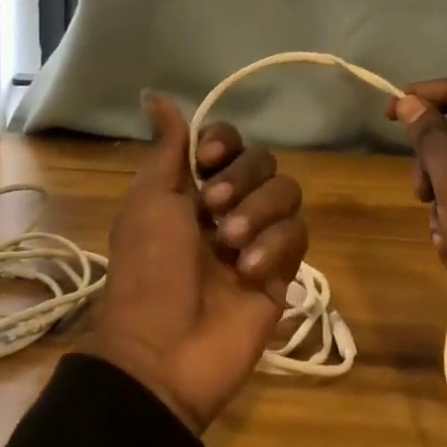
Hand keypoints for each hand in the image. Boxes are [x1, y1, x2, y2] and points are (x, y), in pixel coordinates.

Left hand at [88, 92, 307, 433]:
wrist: (164, 352)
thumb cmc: (148, 270)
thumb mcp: (149, 201)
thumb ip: (167, 147)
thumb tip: (153, 93)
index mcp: (193, 187)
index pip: (229, 141)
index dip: (224, 142)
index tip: (207, 157)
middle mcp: (229, 206)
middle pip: (263, 162)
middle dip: (241, 180)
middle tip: (213, 211)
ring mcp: (258, 238)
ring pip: (287, 193)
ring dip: (259, 213)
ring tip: (230, 246)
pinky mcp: (284, 270)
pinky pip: (298, 235)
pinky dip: (275, 247)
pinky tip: (249, 273)